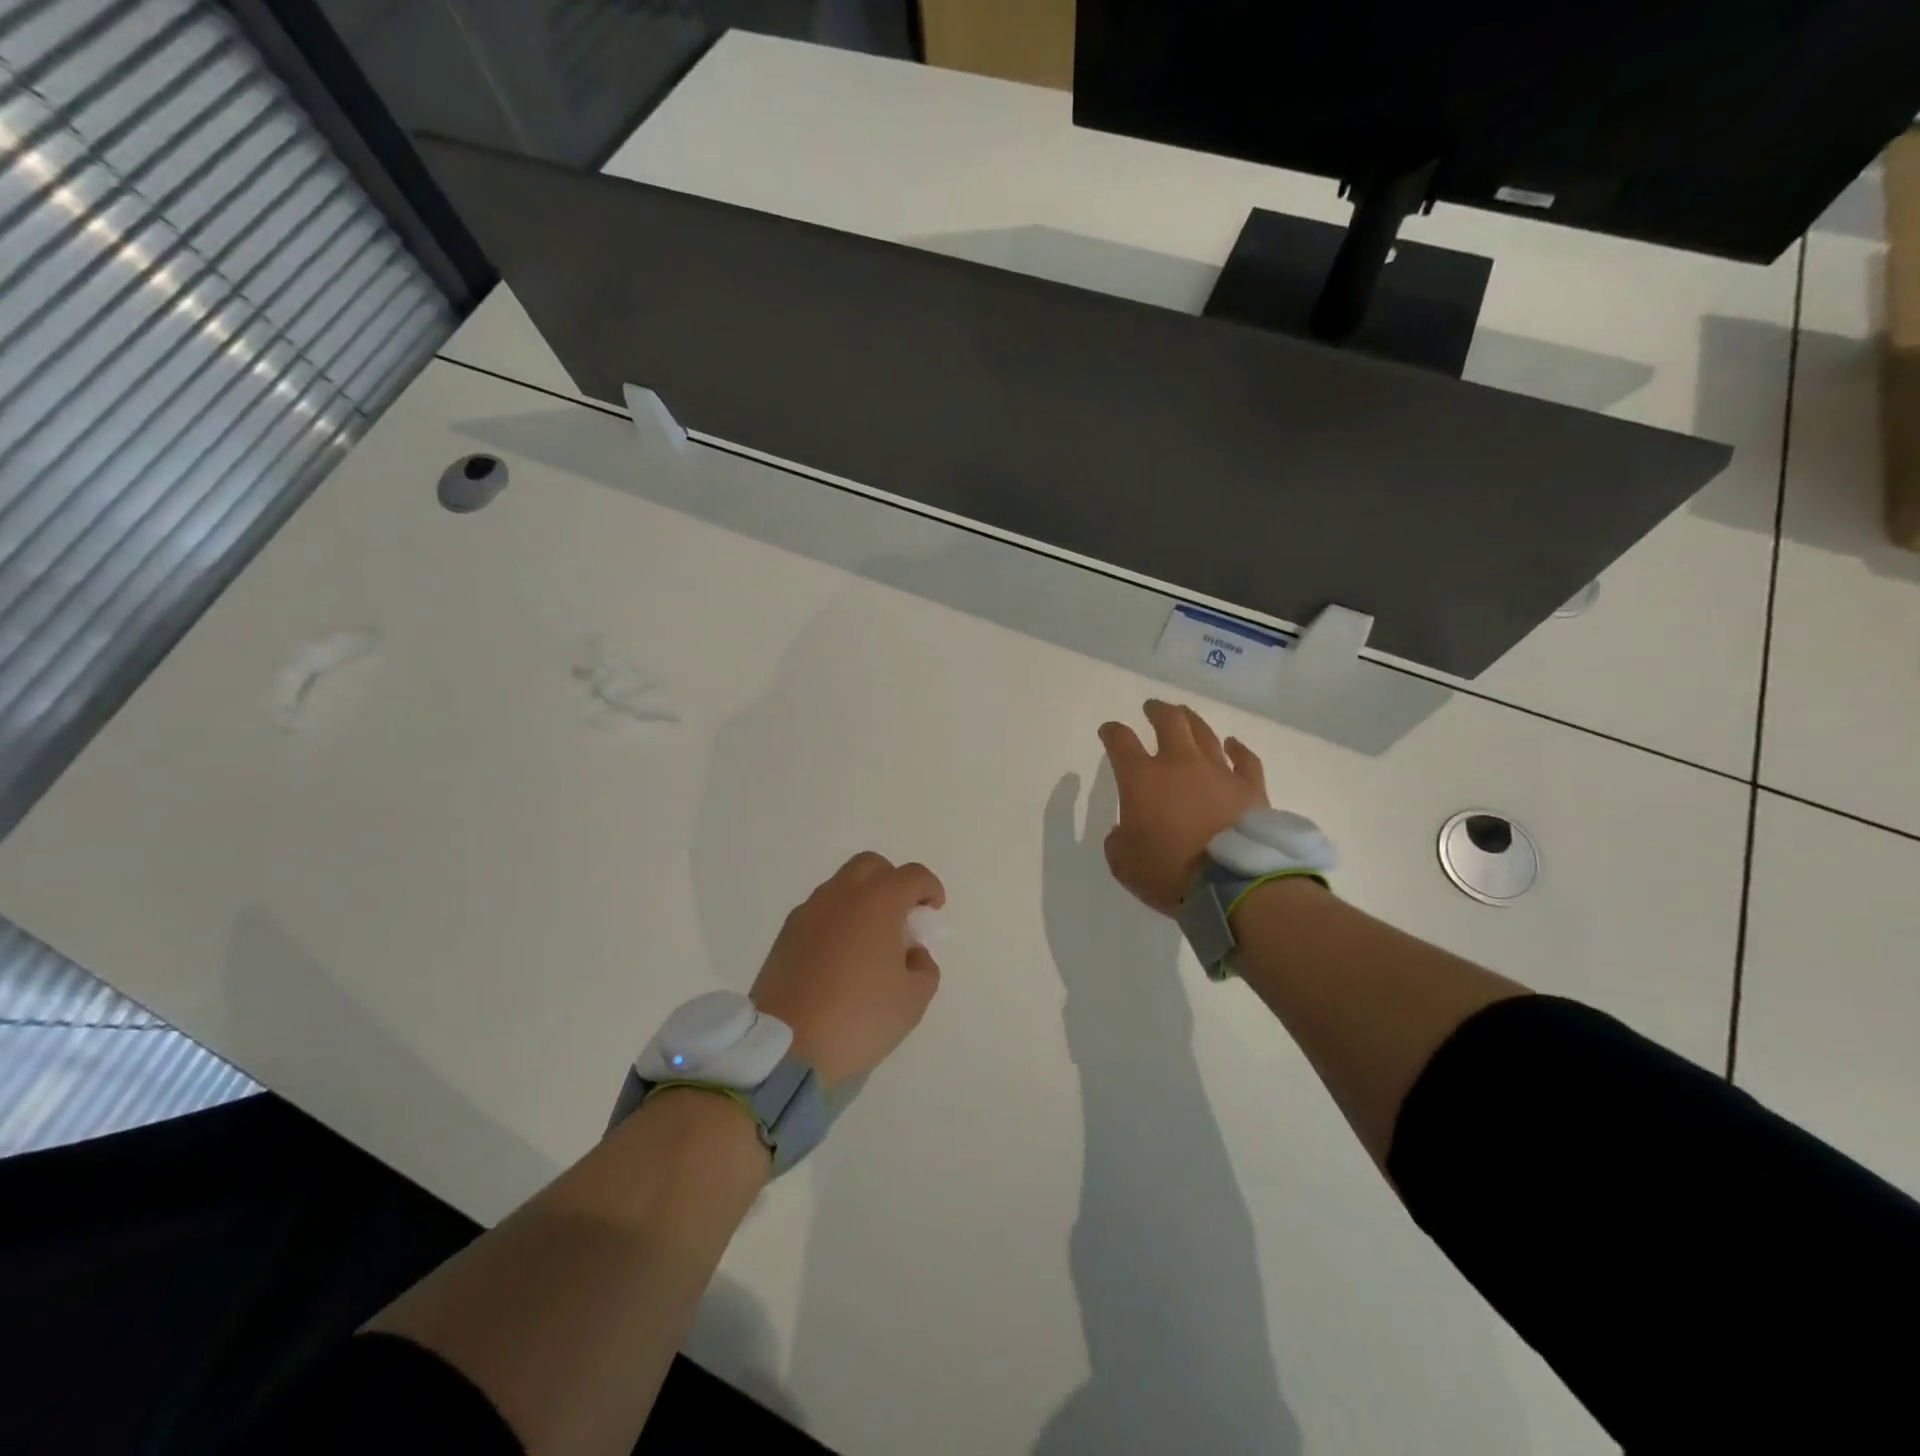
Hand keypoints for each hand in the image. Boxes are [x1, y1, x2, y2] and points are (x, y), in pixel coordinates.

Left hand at [750, 853, 945, 1091]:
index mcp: (878, 902)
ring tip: (870, 940)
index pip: (911, 876)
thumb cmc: (859, 1018)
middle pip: (871, 866)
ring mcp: (808, 912)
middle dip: (892, 882)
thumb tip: (911, 953)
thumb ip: (924, 967)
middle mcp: (841, 895)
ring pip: (841, 886)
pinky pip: (819, 911)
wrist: (786, 1048)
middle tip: (901, 916)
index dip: (929, 888)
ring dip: (862, 900)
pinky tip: (841, 956)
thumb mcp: (913, 1000)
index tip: (934, 911)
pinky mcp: (785, 934)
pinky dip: (837, 920)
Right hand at [1098, 700, 1268, 916]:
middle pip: (1168, 721)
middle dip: (1156, 710)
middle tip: (1151, 708)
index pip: (1120, 741)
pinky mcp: (1250, 787)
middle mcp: (1179, 764)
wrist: (1231, 884)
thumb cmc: (1168, 872)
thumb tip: (1123, 832)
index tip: (1109, 731)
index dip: (1112, 732)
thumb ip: (1118, 842)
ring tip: (1185, 715)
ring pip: (1204, 733)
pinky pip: (1244, 759)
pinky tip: (1233, 744)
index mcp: (1141, 778)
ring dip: (1191, 720)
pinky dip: (1237, 749)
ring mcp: (1218, 771)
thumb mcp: (1123, 864)